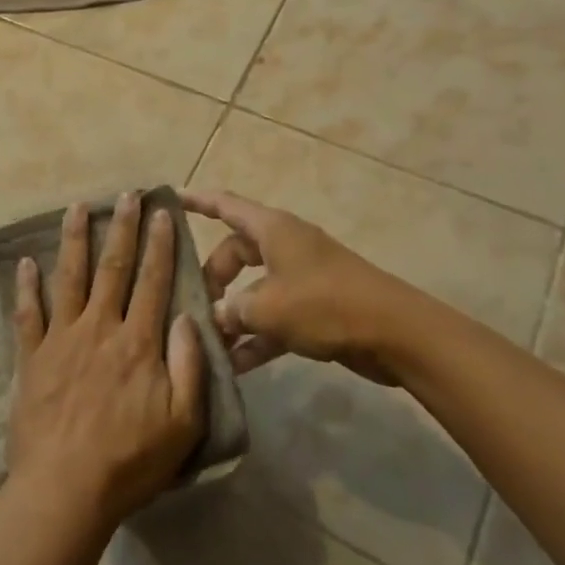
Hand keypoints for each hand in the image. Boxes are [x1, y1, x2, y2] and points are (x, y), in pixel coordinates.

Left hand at [5, 193, 205, 527]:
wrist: (65, 488)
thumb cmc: (130, 460)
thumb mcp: (183, 422)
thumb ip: (189, 366)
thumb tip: (186, 316)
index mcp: (138, 342)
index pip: (153, 281)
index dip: (160, 245)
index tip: (162, 213)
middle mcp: (100, 328)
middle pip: (113, 268)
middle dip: (122, 228)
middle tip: (126, 195)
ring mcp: (62, 339)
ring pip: (69, 278)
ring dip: (74, 240)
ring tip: (77, 208)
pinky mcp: (33, 357)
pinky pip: (28, 314)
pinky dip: (27, 286)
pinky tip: (26, 262)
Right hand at [182, 189, 411, 383]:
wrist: (394, 333)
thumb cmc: (325, 304)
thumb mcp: (268, 307)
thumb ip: (233, 311)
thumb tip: (216, 317)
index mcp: (272, 229)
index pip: (225, 205)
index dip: (197, 201)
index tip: (170, 198)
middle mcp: (284, 246)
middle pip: (235, 252)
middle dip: (213, 277)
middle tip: (193, 305)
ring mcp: (300, 278)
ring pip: (253, 289)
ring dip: (233, 314)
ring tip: (207, 340)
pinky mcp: (314, 309)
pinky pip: (274, 318)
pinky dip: (256, 337)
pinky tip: (235, 366)